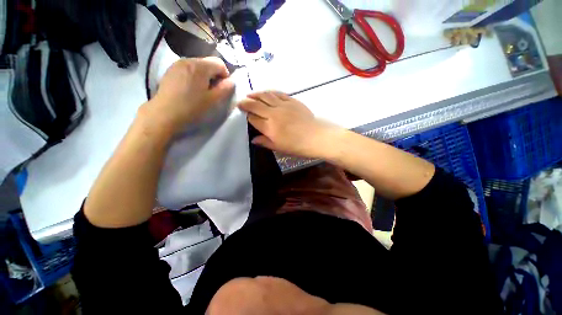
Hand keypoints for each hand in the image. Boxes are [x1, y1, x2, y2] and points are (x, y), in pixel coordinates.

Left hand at [145, 57, 234, 133]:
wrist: (164, 113)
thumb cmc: (192, 107)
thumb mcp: (213, 100)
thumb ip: (225, 89)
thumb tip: (231, 81)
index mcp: (200, 66)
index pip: (219, 63)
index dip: (225, 75)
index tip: (223, 88)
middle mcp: (188, 60)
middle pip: (208, 62)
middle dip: (214, 75)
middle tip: (213, 90)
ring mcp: (177, 64)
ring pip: (198, 65)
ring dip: (204, 76)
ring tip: (201, 90)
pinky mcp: (170, 70)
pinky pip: (188, 68)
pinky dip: (194, 76)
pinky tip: (190, 88)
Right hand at [238, 91, 342, 158]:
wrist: (316, 137)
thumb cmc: (297, 146)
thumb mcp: (279, 148)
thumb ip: (265, 142)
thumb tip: (253, 139)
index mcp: (269, 127)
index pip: (253, 119)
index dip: (247, 117)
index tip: (244, 115)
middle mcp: (273, 113)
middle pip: (255, 105)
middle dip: (246, 103)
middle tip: (240, 102)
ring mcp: (283, 105)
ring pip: (265, 96)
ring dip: (256, 94)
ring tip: (250, 94)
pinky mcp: (292, 100)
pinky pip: (278, 93)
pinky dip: (270, 92)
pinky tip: (266, 93)